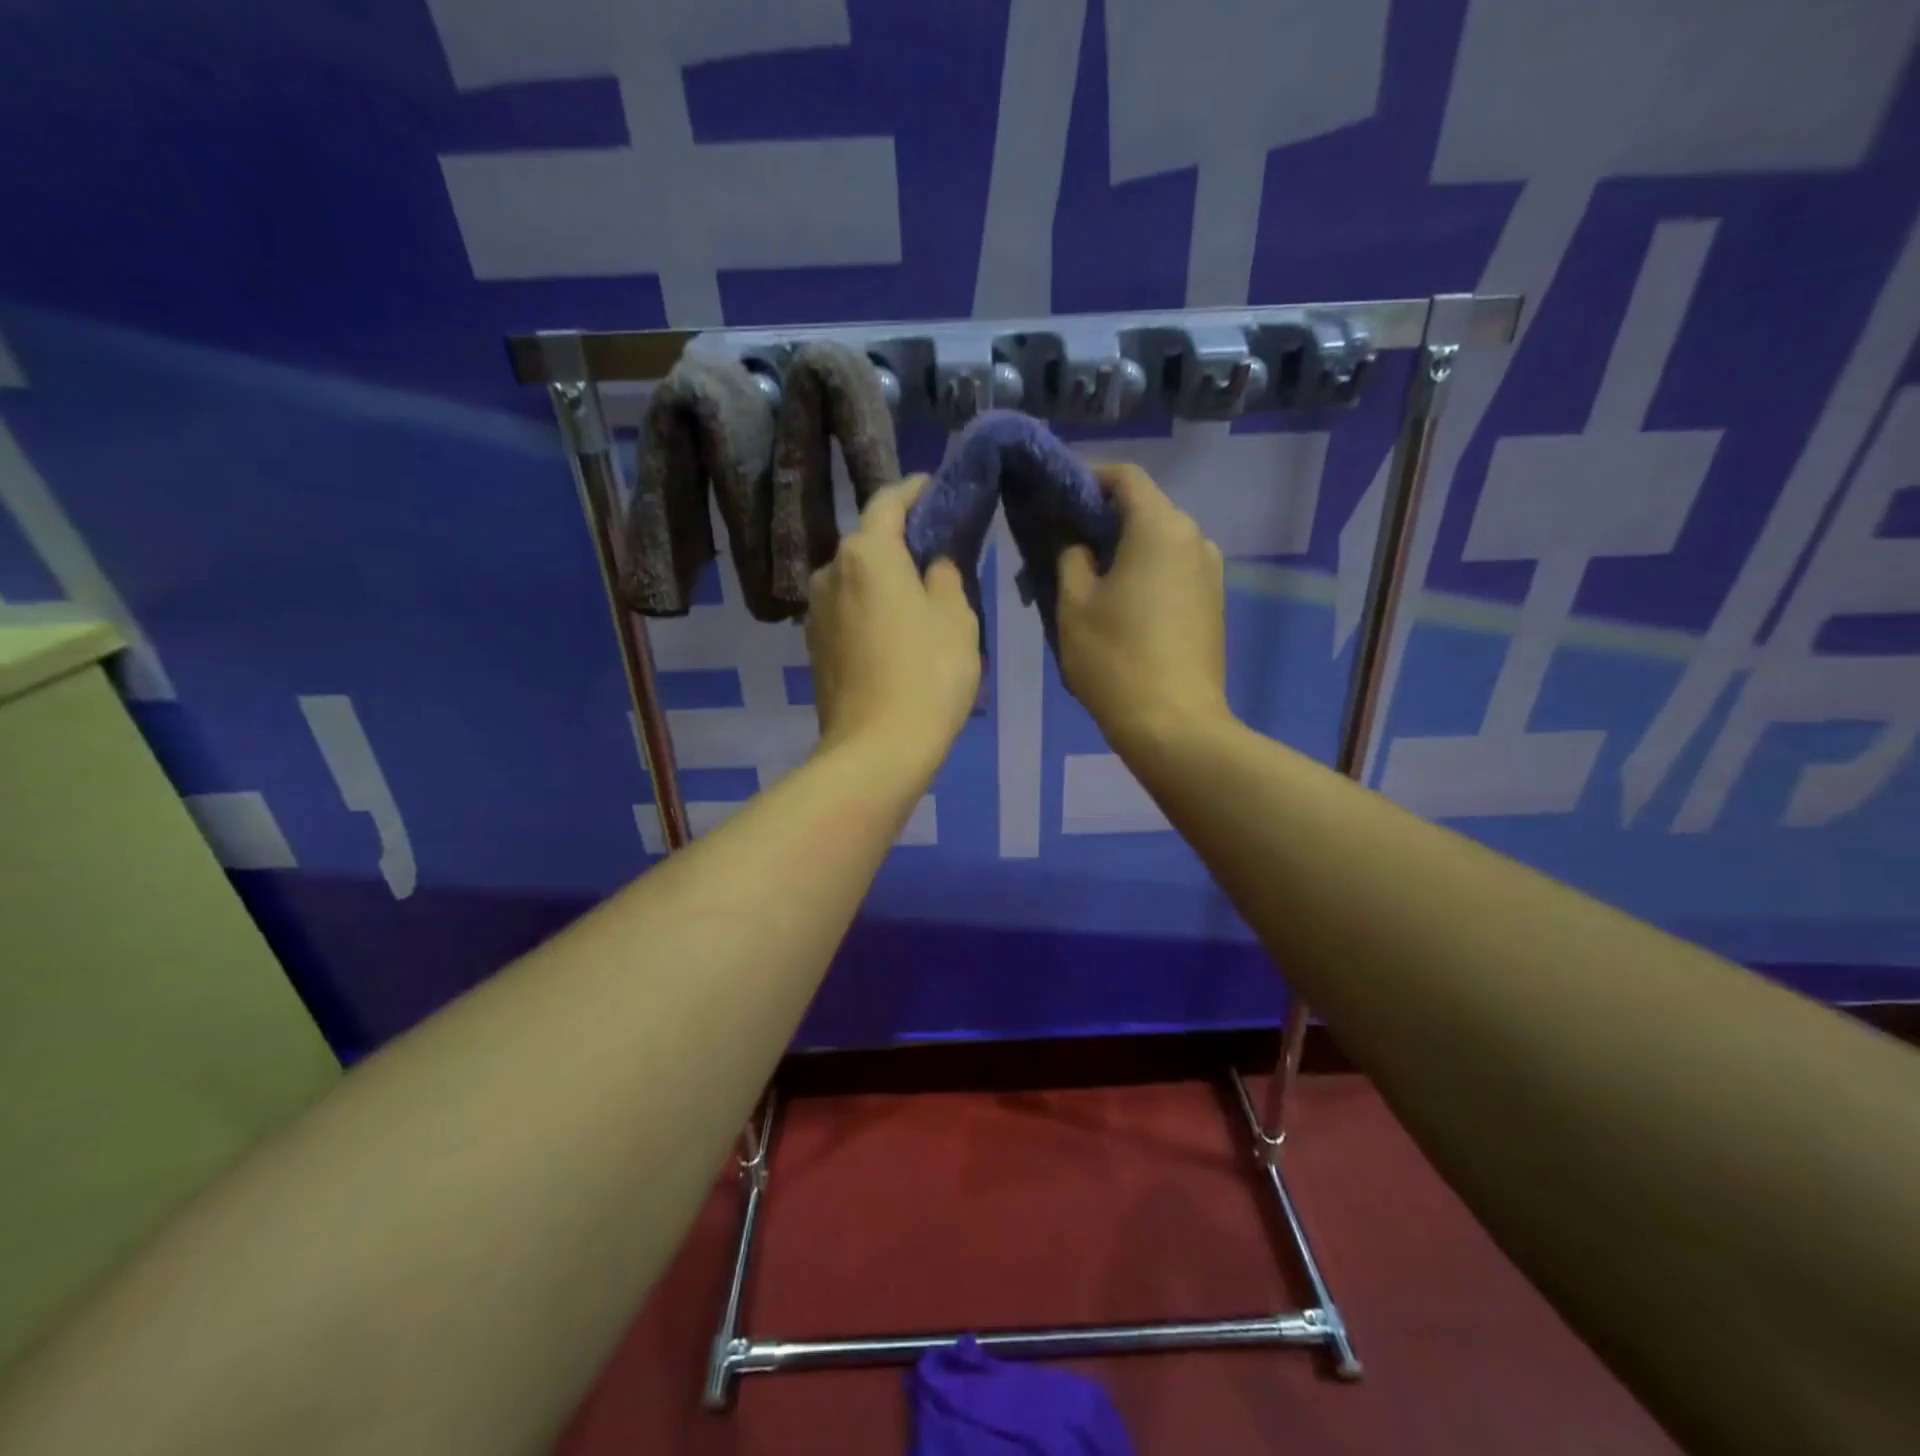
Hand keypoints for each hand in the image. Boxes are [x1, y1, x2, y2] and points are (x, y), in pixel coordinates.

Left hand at [805, 476, 980, 779]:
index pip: (888, 502)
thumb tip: (934, 563)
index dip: (914, 490)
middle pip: (867, 542)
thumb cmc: (928, 675)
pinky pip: (847, 609)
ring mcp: (815, 611)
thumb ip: (946, 576)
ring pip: (855, 578)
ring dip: (884, 578)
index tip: (935, 487)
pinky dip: (870, 607)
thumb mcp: (956, 618)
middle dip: (900, 539)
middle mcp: (830, 571)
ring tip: (917, 593)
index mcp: (866, 553)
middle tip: (936, 549)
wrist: (876, 749)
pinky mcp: (814, 645)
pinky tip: (894, 629)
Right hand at [1056, 463, 1229, 754]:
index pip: (1125, 477)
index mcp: (1160, 527)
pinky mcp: (1213, 603)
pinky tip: (1118, 606)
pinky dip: (1144, 573)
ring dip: (1123, 551)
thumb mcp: (1074, 604)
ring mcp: (1210, 572)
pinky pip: (1173, 571)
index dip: (1088, 478)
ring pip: (1158, 543)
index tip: (1056, 498)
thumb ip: (1069, 556)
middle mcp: (1195, 538)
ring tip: (1086, 581)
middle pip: (1144, 509)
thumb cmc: (1115, 660)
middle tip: (1061, 546)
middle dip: (1101, 520)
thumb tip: (1074, 538)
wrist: (1174, 726)